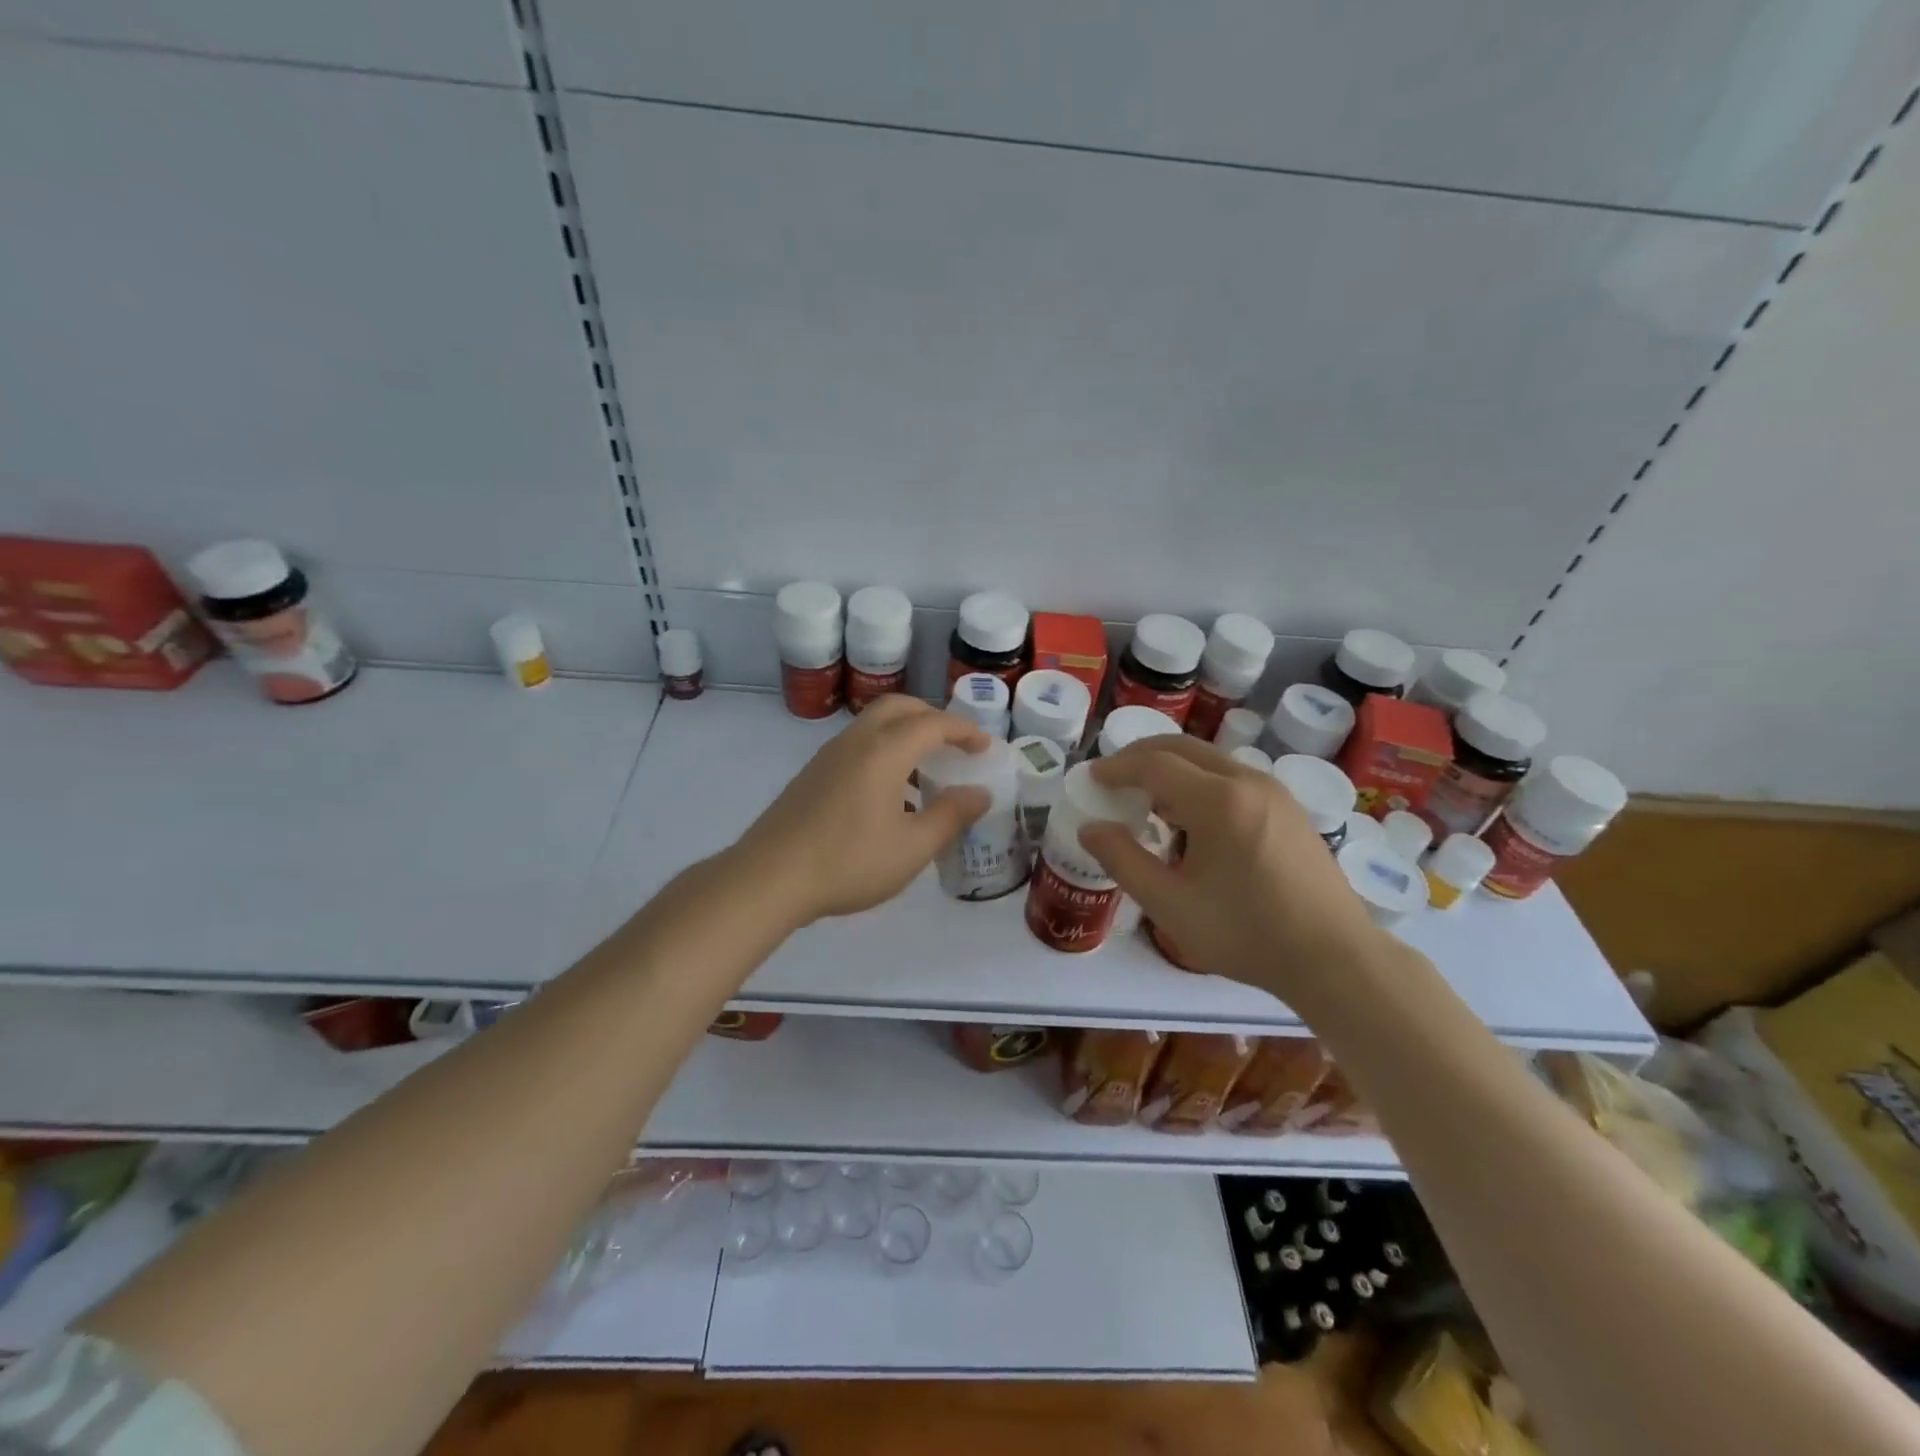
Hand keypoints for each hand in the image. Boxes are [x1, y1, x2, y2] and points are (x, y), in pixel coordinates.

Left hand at [737, 695, 991, 924]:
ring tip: (924, 772)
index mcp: (884, 752)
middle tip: (954, 744)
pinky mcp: (811, 775)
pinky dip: (882, 751)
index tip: (984, 747)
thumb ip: (950, 816)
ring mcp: (828, 756)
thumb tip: (979, 793)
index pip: (933, 723)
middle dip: (932, 717)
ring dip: (904, 734)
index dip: (964, 730)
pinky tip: (888, 796)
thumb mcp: (912, 847)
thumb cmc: (849, 862)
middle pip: (899, 708)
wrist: (769, 878)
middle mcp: (856, 742)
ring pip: (873, 725)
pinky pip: (856, 746)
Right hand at [1079, 736, 1388, 992]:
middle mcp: (1248, 781)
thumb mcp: (1171, 905)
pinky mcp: (1288, 808)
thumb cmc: (1247, 934)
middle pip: (1183, 748)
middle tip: (1113, 777)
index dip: (1117, 767)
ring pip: (1209, 760)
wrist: (1334, 958)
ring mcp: (1274, 791)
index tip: (1091, 777)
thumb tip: (1090, 828)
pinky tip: (1191, 818)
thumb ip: (1123, 861)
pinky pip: (1232, 777)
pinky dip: (1199, 782)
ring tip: (1146, 800)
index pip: (1154, 764)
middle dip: (1141, 756)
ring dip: (1172, 768)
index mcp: (1218, 801)